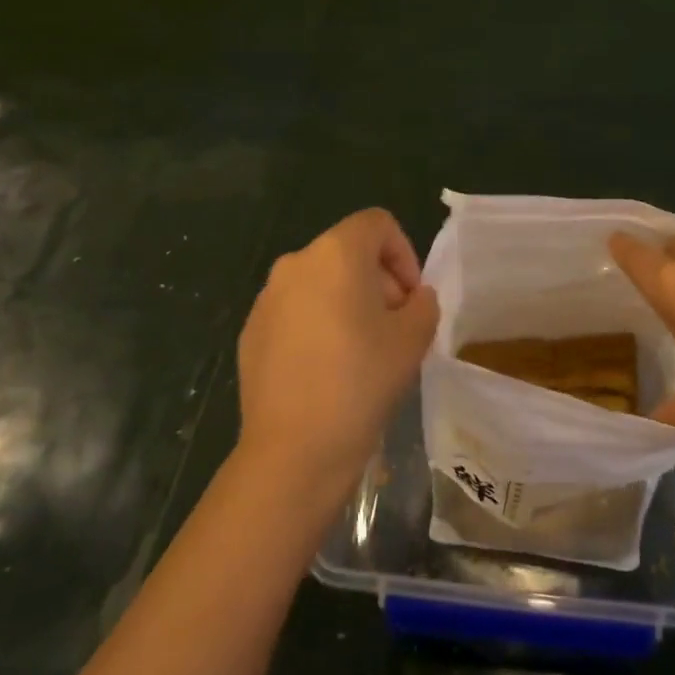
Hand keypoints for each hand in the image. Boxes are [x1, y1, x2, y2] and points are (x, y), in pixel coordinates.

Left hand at [236, 208, 439, 495]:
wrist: (294, 450)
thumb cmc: (361, 382)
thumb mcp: (414, 338)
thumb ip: (424, 304)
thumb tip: (413, 299)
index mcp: (336, 254)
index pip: (377, 224)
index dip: (404, 253)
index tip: (412, 298)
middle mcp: (295, 263)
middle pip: (347, 252)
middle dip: (378, 280)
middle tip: (395, 326)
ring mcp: (267, 299)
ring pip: (320, 283)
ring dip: (348, 302)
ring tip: (363, 350)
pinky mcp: (251, 332)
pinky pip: (295, 312)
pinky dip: (317, 325)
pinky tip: (327, 370)